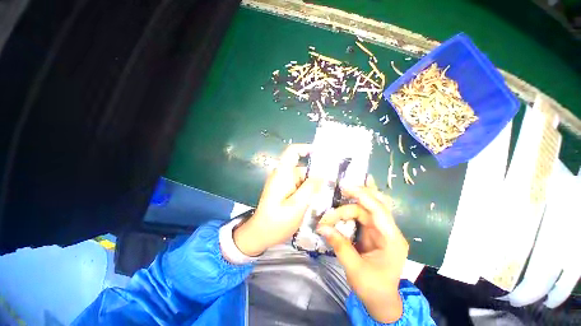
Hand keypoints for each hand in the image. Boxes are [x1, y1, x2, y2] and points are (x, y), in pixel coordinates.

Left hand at [233, 144, 321, 256]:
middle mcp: (282, 175)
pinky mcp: (284, 190)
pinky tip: (315, 201)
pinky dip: (308, 191)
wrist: (260, 234)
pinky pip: (299, 185)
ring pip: (302, 178)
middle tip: (331, 186)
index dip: (306, 148)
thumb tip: (322, 174)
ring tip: (325, 196)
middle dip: (316, 175)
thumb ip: (310, 188)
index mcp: (282, 174)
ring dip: (313, 186)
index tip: (322, 155)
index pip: (292, 152)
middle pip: (302, 167)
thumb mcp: (297, 206)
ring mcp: (283, 183)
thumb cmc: (276, 222)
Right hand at [316, 177, 408, 322]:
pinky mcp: (372, 232)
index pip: (379, 210)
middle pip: (372, 206)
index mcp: (392, 240)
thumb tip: (322, 227)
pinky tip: (339, 211)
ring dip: (347, 208)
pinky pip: (361, 216)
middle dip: (355, 198)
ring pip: (365, 209)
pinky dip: (349, 212)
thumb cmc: (373, 289)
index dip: (363, 196)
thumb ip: (339, 246)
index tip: (345, 189)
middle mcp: (389, 231)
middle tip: (339, 193)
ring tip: (331, 214)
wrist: (382, 302)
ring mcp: (380, 231)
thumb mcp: (355, 270)